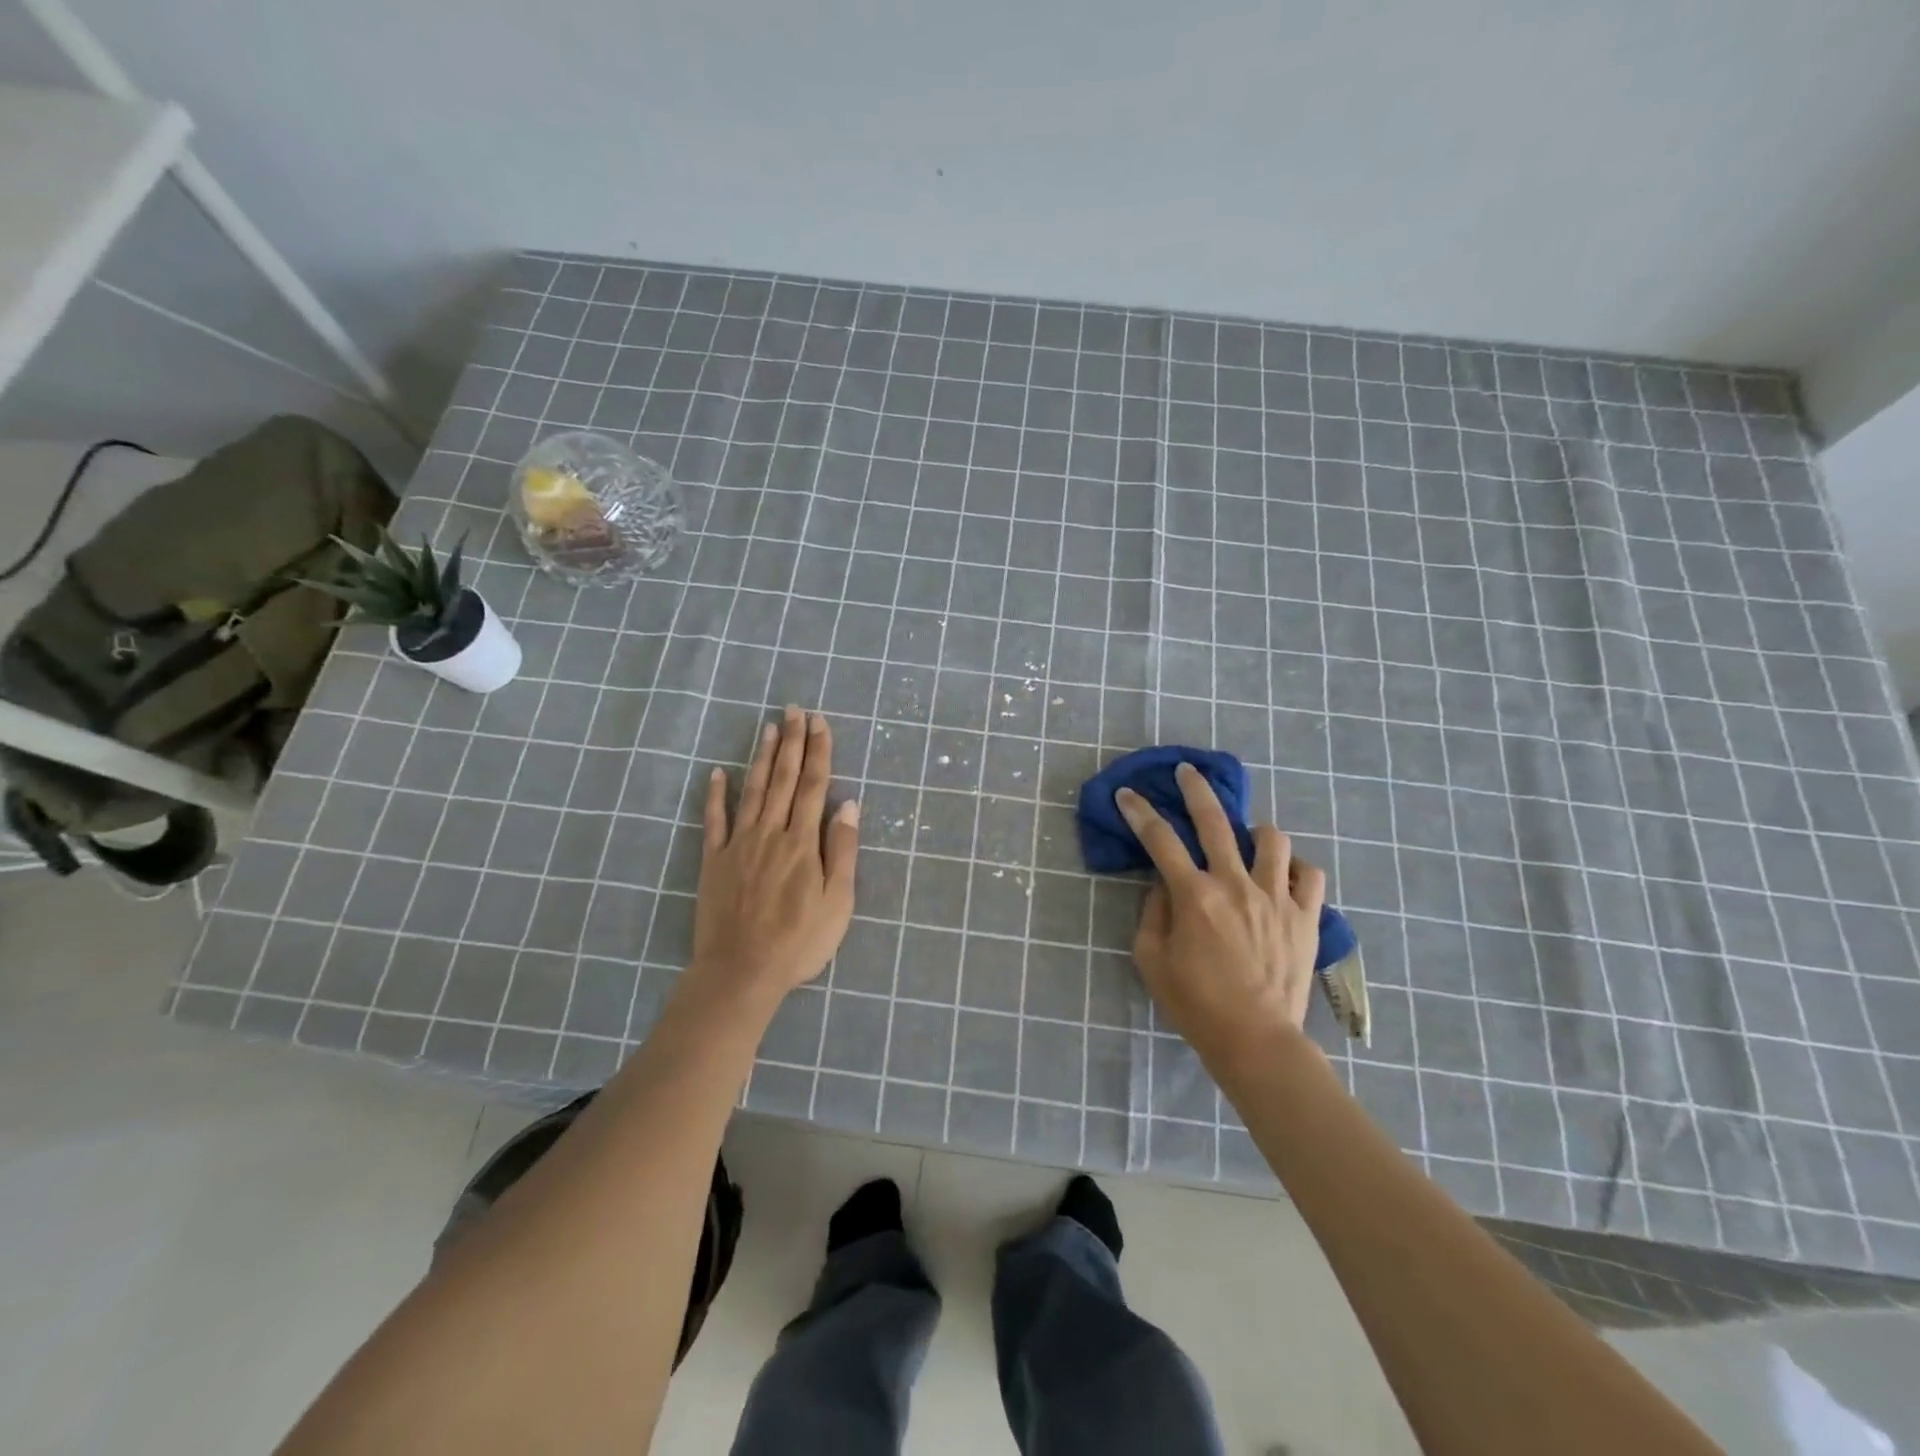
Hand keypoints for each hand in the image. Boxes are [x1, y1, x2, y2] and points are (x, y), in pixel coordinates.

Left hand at [692, 707, 858, 1004]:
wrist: (741, 971)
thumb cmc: (799, 941)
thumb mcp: (837, 902)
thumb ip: (841, 851)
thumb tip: (848, 804)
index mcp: (802, 842)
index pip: (814, 786)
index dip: (819, 751)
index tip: (820, 722)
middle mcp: (770, 833)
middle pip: (785, 779)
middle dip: (792, 742)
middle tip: (793, 710)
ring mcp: (738, 844)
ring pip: (753, 790)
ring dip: (762, 757)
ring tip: (768, 727)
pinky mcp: (713, 861)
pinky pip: (714, 820)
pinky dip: (716, 795)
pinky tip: (718, 772)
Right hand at [1118, 762, 1325, 1066]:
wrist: (1256, 1040)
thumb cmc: (1196, 1003)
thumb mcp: (1151, 960)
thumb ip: (1152, 913)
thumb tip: (1162, 884)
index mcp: (1195, 896)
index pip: (1160, 840)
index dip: (1139, 812)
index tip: (1127, 794)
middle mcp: (1236, 884)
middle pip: (1215, 821)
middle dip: (1196, 789)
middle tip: (1187, 772)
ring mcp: (1276, 897)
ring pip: (1272, 839)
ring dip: (1254, 832)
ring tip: (1245, 840)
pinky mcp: (1306, 916)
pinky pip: (1309, 874)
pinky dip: (1295, 867)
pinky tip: (1282, 875)